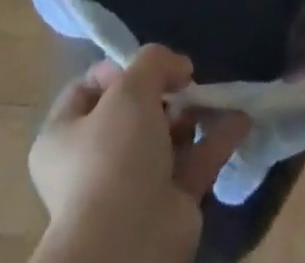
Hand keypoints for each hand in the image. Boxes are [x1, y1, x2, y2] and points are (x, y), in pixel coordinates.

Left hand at [29, 44, 250, 262]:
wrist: (129, 243)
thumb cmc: (113, 156)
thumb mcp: (130, 87)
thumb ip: (154, 61)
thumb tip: (179, 67)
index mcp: (64, 135)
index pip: (89, 88)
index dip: (118, 69)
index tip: (146, 67)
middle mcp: (95, 161)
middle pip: (134, 110)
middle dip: (163, 91)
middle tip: (184, 80)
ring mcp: (133, 186)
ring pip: (167, 136)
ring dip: (192, 111)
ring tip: (212, 93)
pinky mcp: (168, 205)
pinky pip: (195, 162)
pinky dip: (217, 138)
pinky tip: (240, 117)